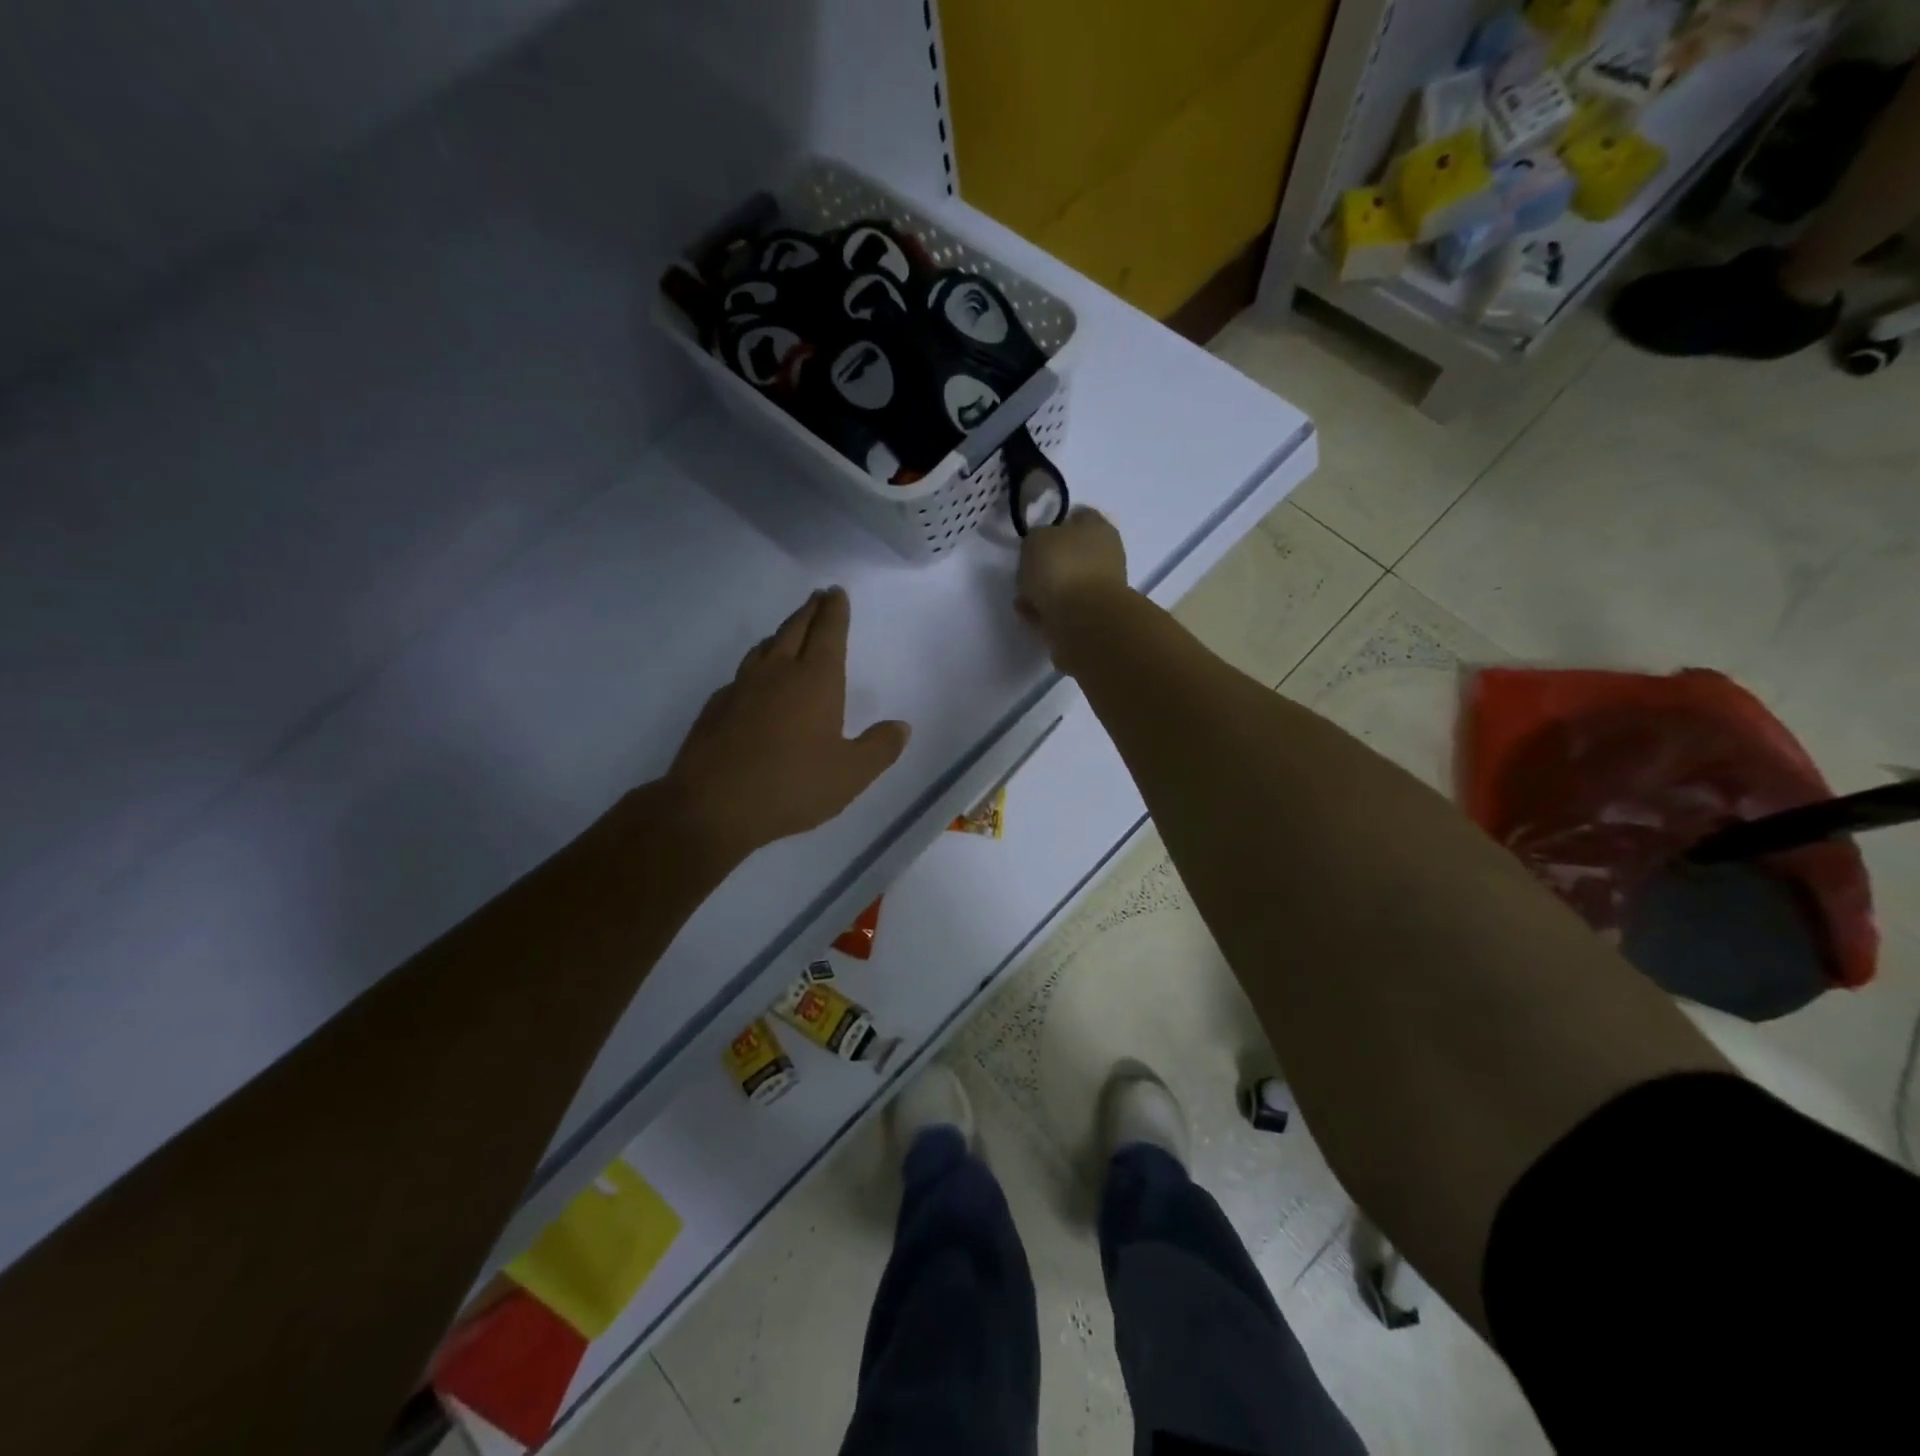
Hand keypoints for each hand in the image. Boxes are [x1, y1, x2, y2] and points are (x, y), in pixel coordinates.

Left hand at [664, 587, 909, 866]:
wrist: (712, 805)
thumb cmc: (792, 785)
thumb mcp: (851, 774)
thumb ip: (880, 747)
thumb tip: (901, 726)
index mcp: (815, 680)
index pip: (829, 632)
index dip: (835, 611)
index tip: (836, 592)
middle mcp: (777, 673)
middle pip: (795, 629)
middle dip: (809, 611)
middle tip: (817, 597)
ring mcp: (742, 687)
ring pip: (764, 648)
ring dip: (781, 633)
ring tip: (788, 631)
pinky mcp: (716, 707)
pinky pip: (742, 674)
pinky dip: (756, 666)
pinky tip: (754, 682)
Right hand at [1014, 507, 1130, 671]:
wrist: (1082, 620)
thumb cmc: (1062, 567)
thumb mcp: (1036, 539)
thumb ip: (1036, 539)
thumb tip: (1040, 548)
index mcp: (1098, 528)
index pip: (1080, 516)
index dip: (1058, 523)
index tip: (1037, 536)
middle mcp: (1105, 556)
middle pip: (1073, 553)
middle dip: (1050, 561)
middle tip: (1027, 568)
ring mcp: (1100, 589)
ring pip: (1068, 583)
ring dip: (1046, 589)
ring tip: (1022, 596)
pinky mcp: (1091, 617)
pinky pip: (1063, 608)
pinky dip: (1046, 610)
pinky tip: (1028, 613)